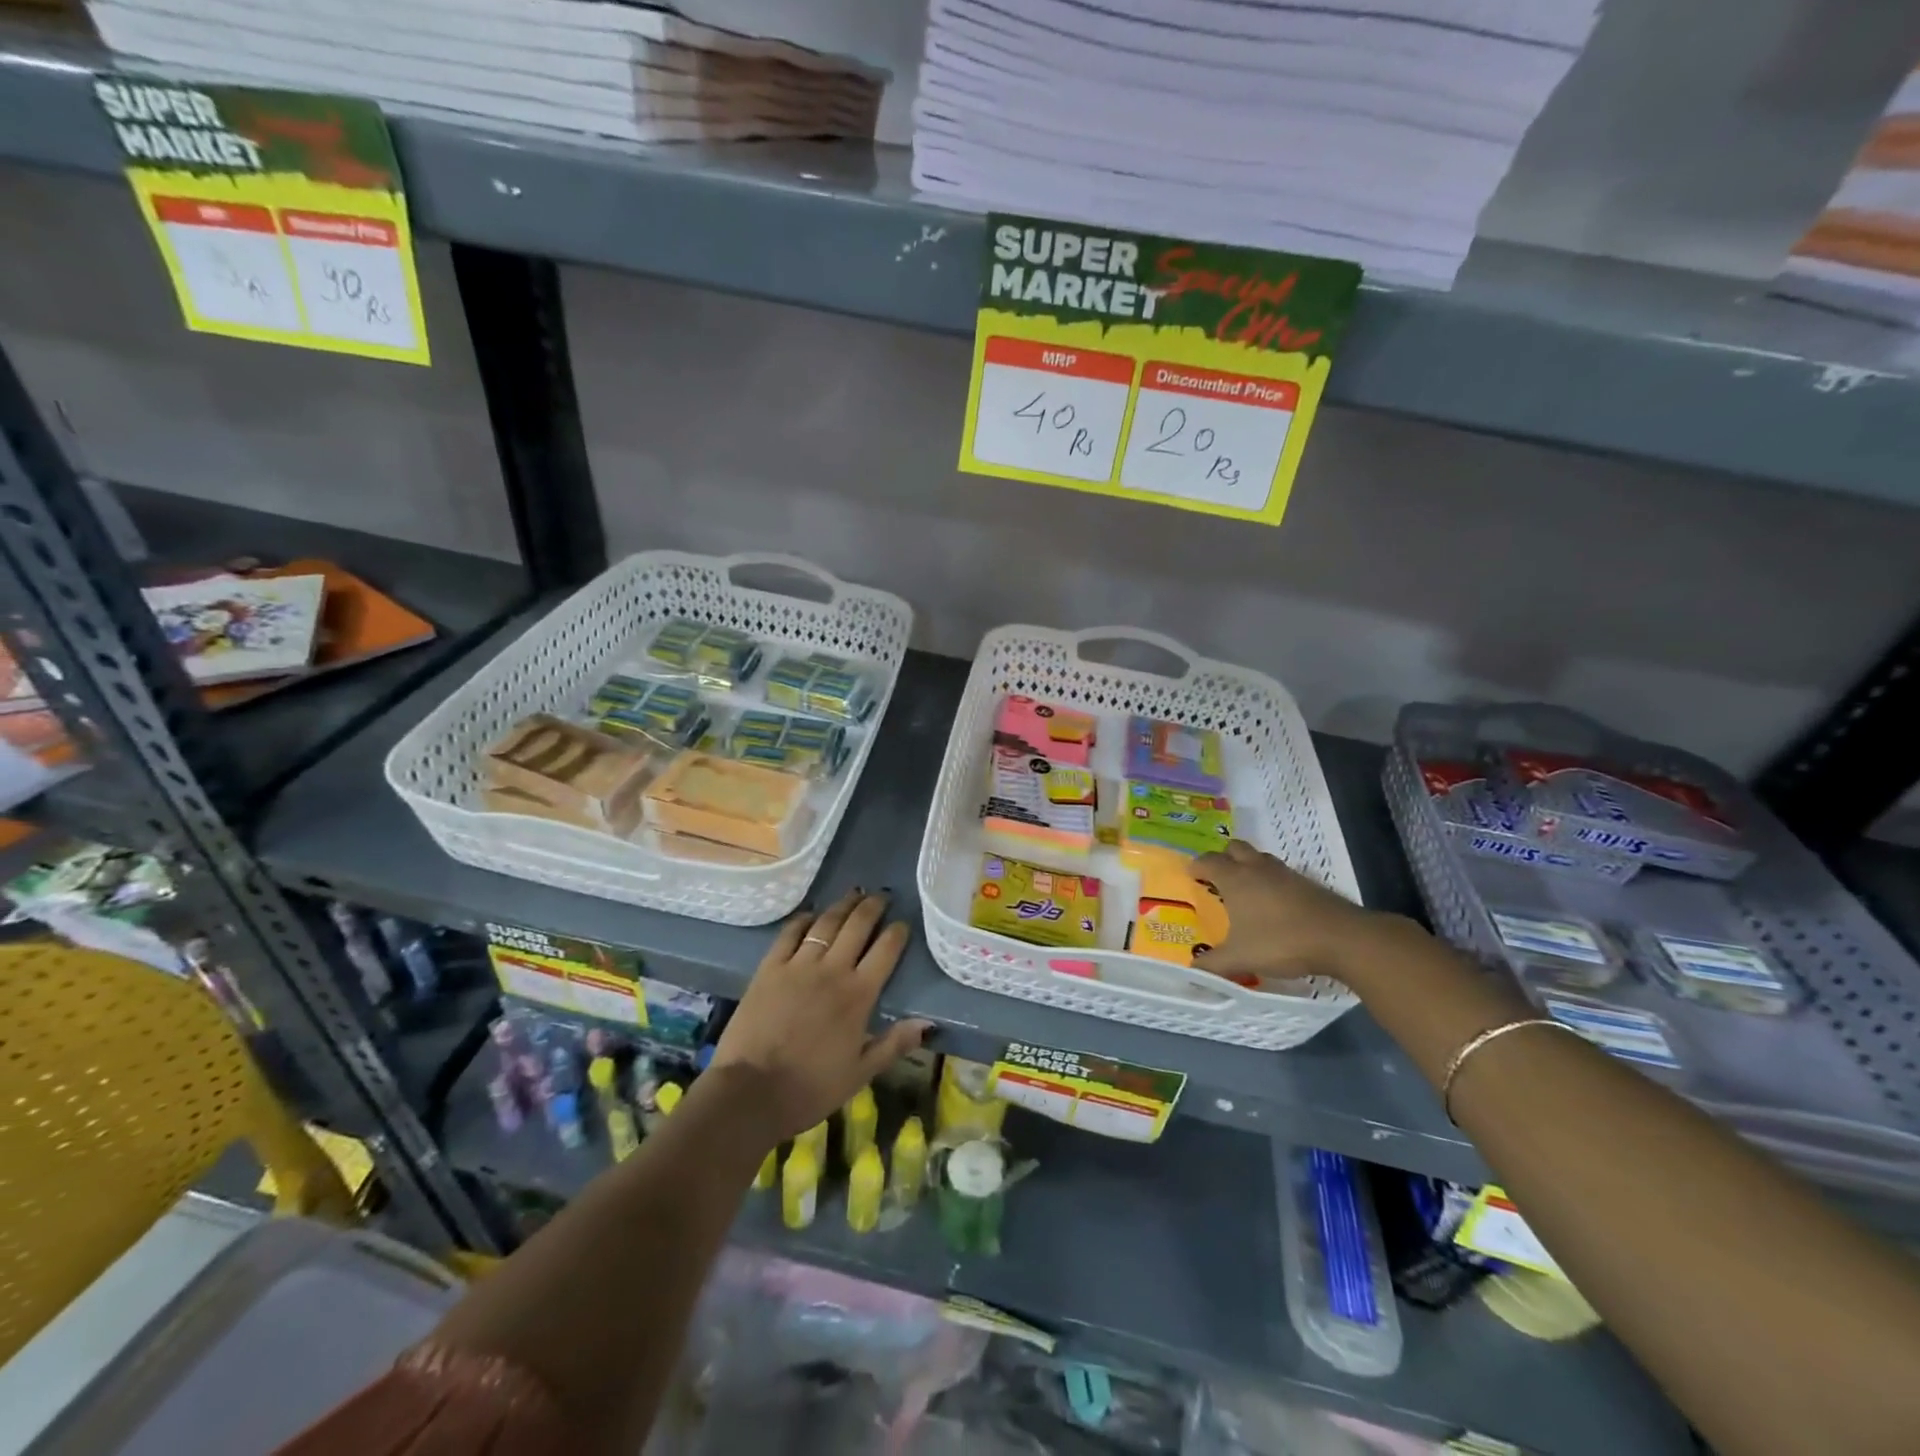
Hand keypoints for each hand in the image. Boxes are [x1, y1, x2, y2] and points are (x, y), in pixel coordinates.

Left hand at [709, 888, 931, 1143]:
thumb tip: (928, 1023)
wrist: (750, 1093)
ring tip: (854, 894)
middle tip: (881, 896)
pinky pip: (790, 933)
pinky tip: (811, 914)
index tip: (903, 924)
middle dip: (873, 907)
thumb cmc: (810, 1088)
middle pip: (857, 926)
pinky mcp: (769, 968)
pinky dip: (804, 919)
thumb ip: (894, 1044)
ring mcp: (798, 965)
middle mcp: (832, 970)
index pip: (886, 951)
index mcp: (859, 995)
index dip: (897, 933)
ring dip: (843, 905)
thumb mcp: (860, 1073)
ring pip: (826, 923)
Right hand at [1190, 840, 1399, 985]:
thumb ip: (1213, 964)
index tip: (1191, 875)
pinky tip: (1274, 903)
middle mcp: (1257, 868)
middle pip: (1235, 848)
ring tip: (1246, 888)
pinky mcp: (1308, 883)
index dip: (1197, 866)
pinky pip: (1281, 873)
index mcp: (1236, 879)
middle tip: (1218, 877)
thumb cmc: (1281, 941)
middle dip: (1223, 857)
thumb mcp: (1241, 958)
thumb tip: (1191, 970)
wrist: (1341, 938)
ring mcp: (1285, 873)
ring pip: (1260, 857)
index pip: (1209, 861)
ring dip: (1249, 865)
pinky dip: (1272, 880)